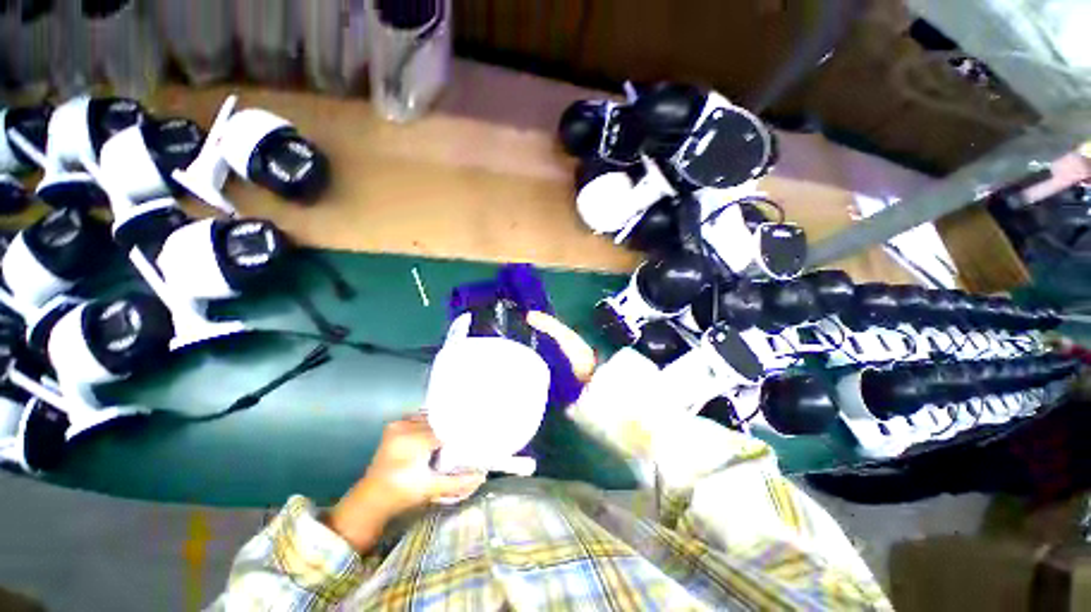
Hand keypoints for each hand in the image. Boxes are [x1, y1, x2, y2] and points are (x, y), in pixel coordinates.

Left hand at [327, 415, 485, 550]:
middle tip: (465, 435)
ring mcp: (397, 425)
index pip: (445, 429)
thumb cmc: (400, 495)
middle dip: (450, 428)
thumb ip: (456, 482)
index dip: (459, 433)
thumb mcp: (430, 489)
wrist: (370, 500)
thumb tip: (482, 475)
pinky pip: (419, 418)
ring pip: (429, 418)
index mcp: (412, 441)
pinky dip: (429, 423)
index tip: (473, 436)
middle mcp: (404, 428)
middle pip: (437, 422)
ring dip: (440, 425)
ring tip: (451, 435)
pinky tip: (436, 433)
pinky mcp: (394, 426)